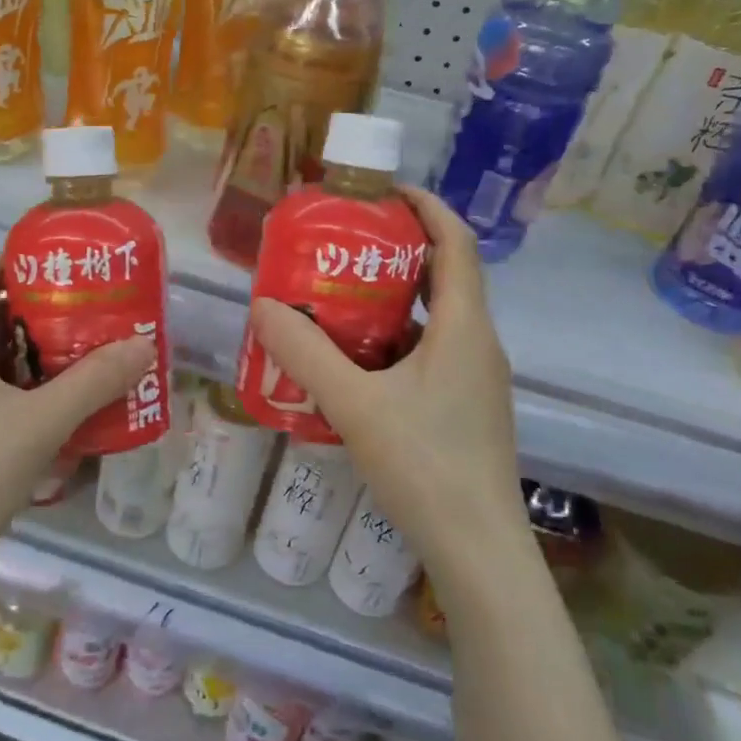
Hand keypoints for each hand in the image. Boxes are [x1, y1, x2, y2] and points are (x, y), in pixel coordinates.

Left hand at [0, 256, 155, 592]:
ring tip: (80, 352)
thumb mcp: (41, 423)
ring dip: (29, 353)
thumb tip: (142, 344)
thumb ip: (93, 381)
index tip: (60, 263)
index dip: (14, 262)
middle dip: (34, 310)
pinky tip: (55, 407)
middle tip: (85, 309)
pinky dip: (18, 389)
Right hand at [248, 187, 526, 585]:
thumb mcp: (355, 404)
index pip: (456, 243)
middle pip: (444, 276)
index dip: (426, 207)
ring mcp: (474, 379)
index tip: (382, 191)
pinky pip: (430, 353)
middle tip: (342, 243)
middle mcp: (478, 344)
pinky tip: (353, 361)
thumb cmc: (425, 465)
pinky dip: (394, 341)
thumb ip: (305, 354)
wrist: (478, 549)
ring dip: (393, 299)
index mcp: (464, 328)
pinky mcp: (464, 407)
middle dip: (397, 251)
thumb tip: (262, 306)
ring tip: (337, 296)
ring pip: (435, 319)